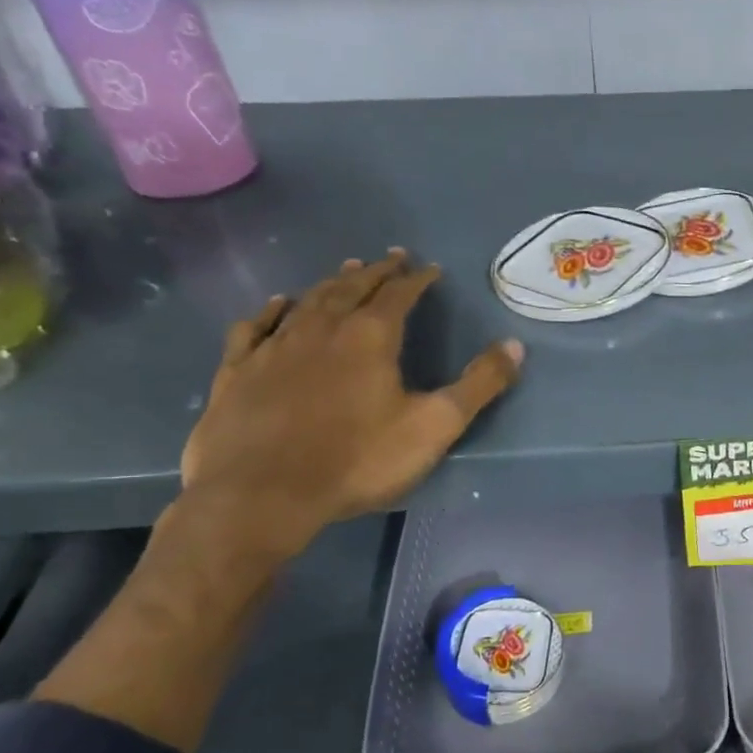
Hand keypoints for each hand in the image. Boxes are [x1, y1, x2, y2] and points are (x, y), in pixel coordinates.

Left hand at [180, 251, 521, 556]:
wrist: (262, 494)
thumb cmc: (357, 460)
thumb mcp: (434, 426)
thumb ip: (478, 385)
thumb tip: (514, 345)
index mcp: (370, 337)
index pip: (399, 295)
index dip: (417, 279)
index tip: (429, 268)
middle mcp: (322, 328)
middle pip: (352, 288)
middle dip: (376, 271)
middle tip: (390, 258)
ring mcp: (275, 347)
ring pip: (307, 300)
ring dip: (331, 283)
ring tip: (346, 271)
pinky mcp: (238, 370)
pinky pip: (256, 326)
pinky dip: (272, 310)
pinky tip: (277, 304)